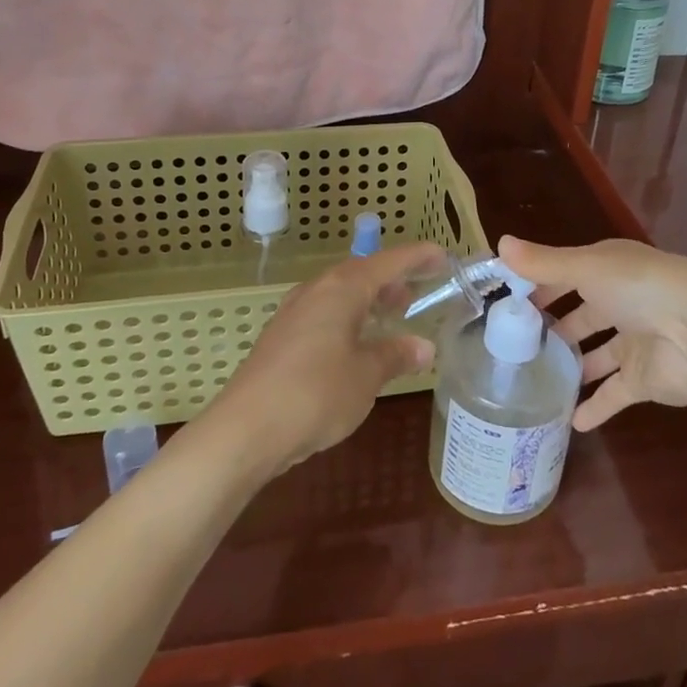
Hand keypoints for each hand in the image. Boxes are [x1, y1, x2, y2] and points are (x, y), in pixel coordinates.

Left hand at [201, 243, 438, 475]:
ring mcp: (293, 313)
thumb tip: (424, 346)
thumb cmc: (315, 394)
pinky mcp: (280, 338)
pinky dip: (348, 319)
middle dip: (391, 280)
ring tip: (391, 318)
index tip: (442, 256)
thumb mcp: (366, 376)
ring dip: (368, 301)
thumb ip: (395, 355)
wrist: (245, 429)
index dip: (417, 257)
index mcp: (341, 289)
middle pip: (361, 273)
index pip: (388, 262)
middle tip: (417, 294)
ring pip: (340, 294)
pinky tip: (354, 346)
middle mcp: (316, 291)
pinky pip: (324, 314)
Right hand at [499, 236, 686, 431]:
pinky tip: (567, 421)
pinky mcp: (643, 381)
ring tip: (531, 379)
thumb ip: (543, 263)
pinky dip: (594, 407)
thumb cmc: (640, 289)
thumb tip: (498, 241)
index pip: (565, 273)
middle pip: (580, 314)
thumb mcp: (587, 268)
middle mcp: (620, 302)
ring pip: (595, 355)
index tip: (502, 302)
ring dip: (571, 366)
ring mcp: (632, 343)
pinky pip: (612, 395)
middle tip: (511, 344)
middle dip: (551, 326)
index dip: (536, 285)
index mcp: (608, 269)